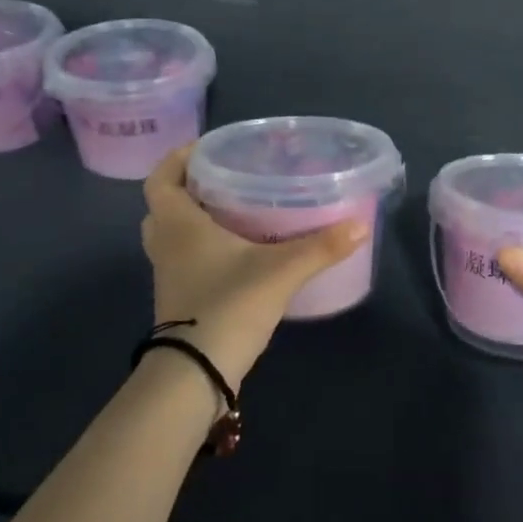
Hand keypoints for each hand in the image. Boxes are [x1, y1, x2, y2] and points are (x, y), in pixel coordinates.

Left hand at [141, 146, 369, 389]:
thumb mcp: (281, 272)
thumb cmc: (228, 306)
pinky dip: (203, 248)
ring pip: (173, 234)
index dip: (178, 159)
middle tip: (224, 179)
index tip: (207, 148)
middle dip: (189, 188)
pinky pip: (184, 259)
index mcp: (179, 225)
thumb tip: (361, 224)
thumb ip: (321, 247)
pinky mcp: (180, 298)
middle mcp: (167, 245)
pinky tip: (239, 251)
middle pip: (164, 205)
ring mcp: (169, 274)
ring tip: (234, 210)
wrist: (196, 373)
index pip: (161, 179)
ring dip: (194, 219)